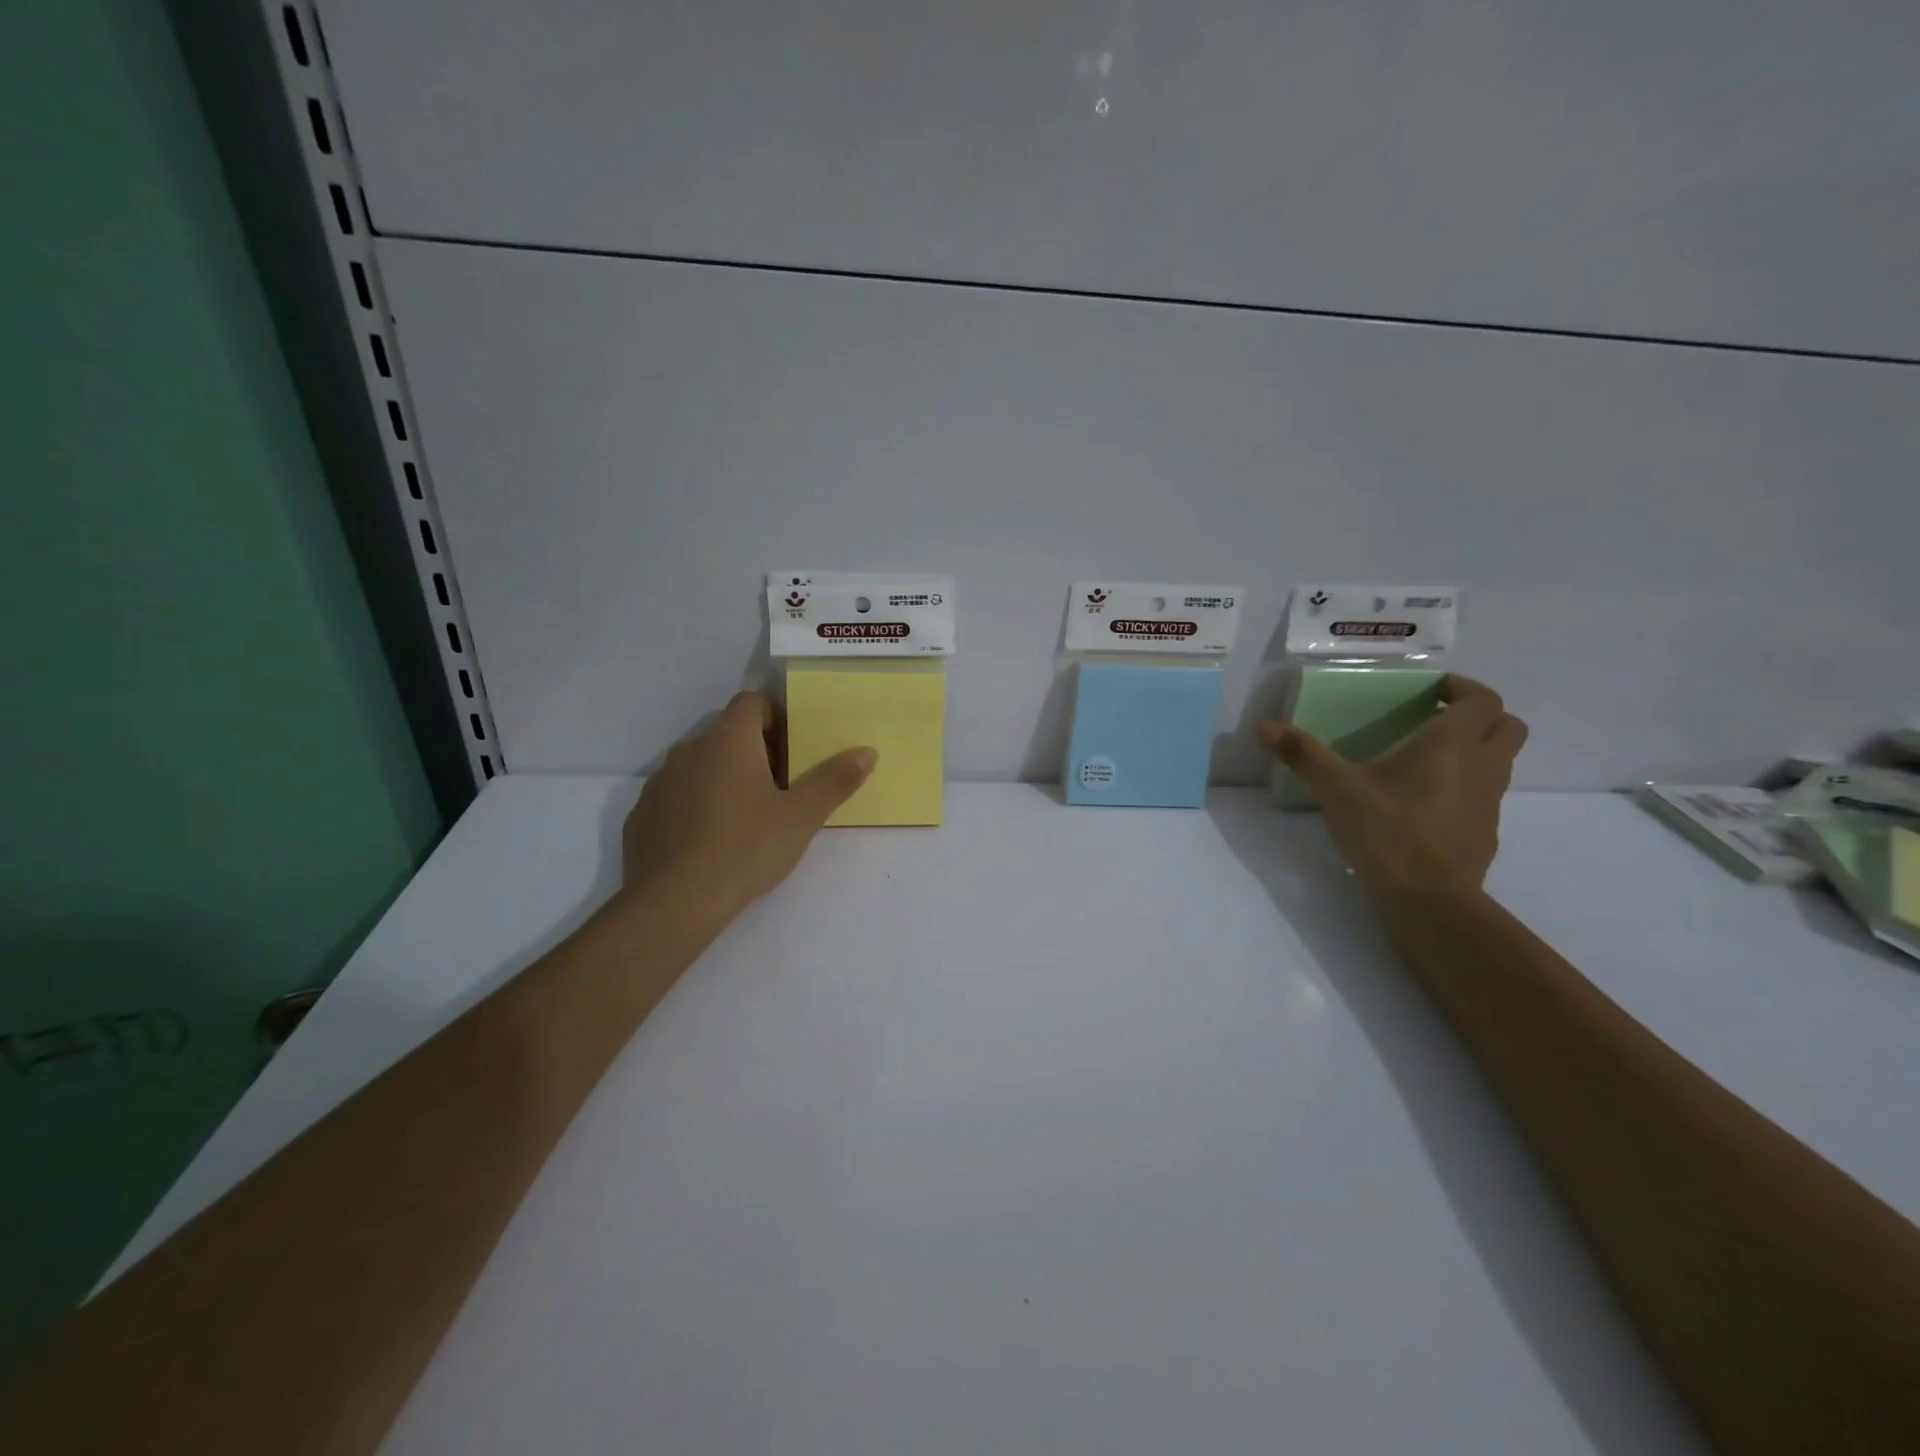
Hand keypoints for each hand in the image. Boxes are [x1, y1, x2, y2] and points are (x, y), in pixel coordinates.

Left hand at [620, 692, 875, 932]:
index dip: (775, 719)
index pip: (751, 702)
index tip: (792, 752)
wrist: (674, 902)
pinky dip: (694, 806)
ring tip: (744, 819)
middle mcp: (690, 749)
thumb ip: (835, 780)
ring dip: (722, 778)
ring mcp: (660, 781)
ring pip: (699, 765)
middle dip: (753, 752)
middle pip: (726, 733)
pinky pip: (675, 796)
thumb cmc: (746, 848)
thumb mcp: (802, 817)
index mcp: (729, 740)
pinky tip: (708, 843)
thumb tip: (867, 751)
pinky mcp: (641, 814)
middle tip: (778, 790)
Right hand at [1258, 674, 1526, 895]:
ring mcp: (1489, 803)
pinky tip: (1424, 806)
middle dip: (1480, 717)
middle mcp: (1482, 766)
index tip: (1430, 692)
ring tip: (1425, 762)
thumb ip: (1303, 754)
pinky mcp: (1484, 834)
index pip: (1483, 699)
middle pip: (1508, 727)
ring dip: (1475, 753)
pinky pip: (1484, 798)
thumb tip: (1264, 727)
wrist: (1428, 900)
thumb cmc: (1387, 831)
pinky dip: (1465, 790)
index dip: (1462, 688)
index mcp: (1452, 744)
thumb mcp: (1336, 788)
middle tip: (1437, 721)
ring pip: (1500, 763)